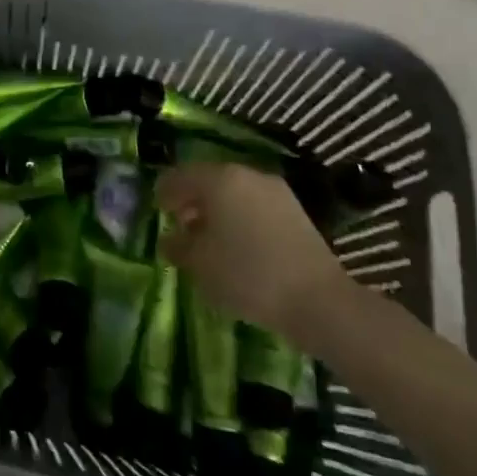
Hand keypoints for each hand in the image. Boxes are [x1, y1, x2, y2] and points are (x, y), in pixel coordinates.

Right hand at [156, 163, 348, 339]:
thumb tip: (170, 239)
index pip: (178, 177)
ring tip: (210, 241)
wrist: (318, 300)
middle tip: (181, 227)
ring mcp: (275, 191)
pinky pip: (255, 206)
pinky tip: (239, 247)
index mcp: (218, 179)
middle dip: (191, 202)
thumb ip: (178, 247)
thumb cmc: (247, 274)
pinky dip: (240, 219)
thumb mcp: (199, 264)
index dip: (163, 194)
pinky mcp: (295, 211)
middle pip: (208, 181)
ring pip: (234, 193)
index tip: (158, 213)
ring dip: (217, 211)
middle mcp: (247, 175)